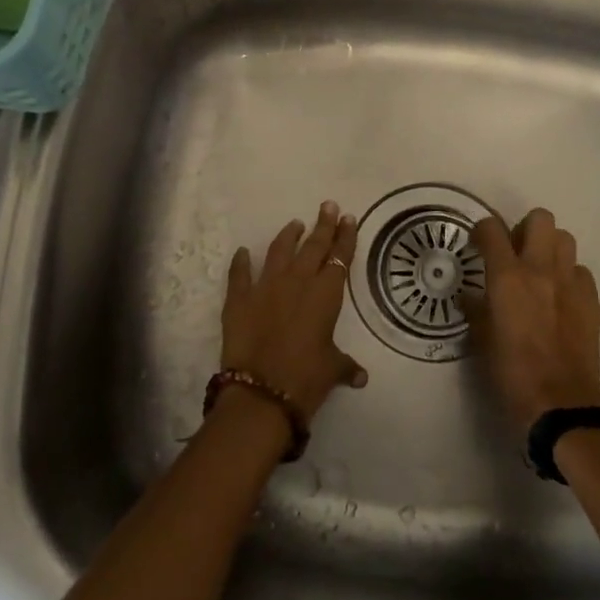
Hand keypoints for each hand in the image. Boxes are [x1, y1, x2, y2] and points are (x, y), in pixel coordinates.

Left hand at [221, 202, 367, 421]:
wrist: (261, 392)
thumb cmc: (305, 379)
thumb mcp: (332, 370)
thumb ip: (346, 366)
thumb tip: (360, 376)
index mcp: (324, 295)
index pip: (339, 258)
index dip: (345, 238)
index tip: (349, 218)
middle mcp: (297, 282)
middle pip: (313, 246)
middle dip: (323, 225)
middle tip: (328, 206)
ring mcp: (265, 286)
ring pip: (279, 251)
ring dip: (288, 236)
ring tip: (295, 224)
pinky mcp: (239, 299)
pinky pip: (240, 274)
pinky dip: (241, 262)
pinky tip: (242, 252)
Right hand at [467, 208, 599, 433]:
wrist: (559, 404)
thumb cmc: (511, 372)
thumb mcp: (481, 339)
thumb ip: (476, 309)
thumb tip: (471, 295)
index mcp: (507, 277)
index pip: (491, 229)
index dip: (481, 230)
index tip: (477, 244)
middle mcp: (540, 269)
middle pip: (540, 218)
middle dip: (525, 228)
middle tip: (515, 253)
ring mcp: (571, 283)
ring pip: (565, 239)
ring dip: (550, 248)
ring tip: (540, 271)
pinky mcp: (592, 301)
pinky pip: (581, 271)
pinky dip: (569, 276)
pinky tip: (560, 298)